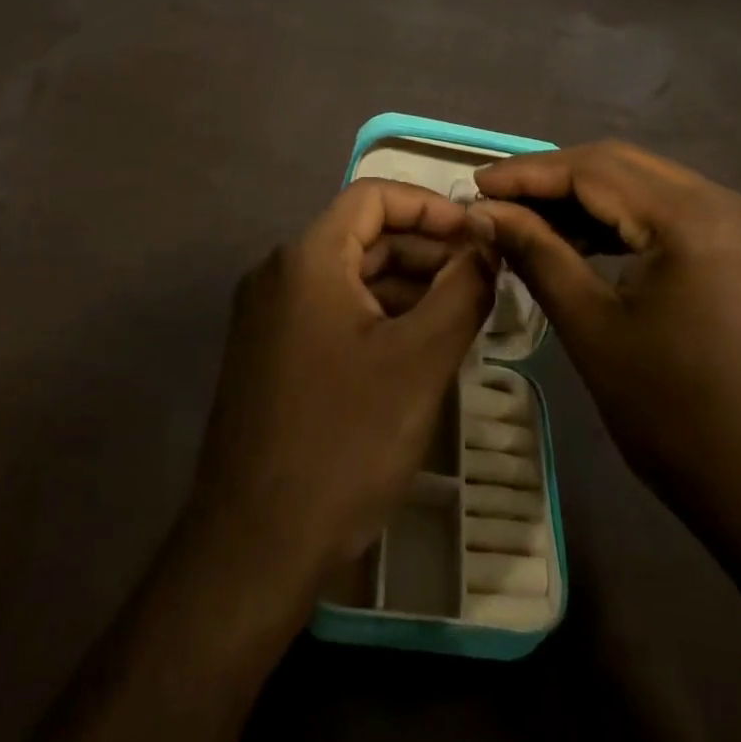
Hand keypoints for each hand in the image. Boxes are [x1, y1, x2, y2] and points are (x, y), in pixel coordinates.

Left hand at [191, 179, 494, 586]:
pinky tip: (418, 346)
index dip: (430, 206)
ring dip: (407, 285)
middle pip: (363, 236)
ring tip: (462, 313)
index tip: (477, 234)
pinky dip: (378, 315)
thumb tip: (487, 247)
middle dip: (426, 249)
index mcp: (308, 259)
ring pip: (350, 277)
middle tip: (482, 278)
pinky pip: (332, 311)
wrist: (253, 545)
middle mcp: (280, 273)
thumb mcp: (419, 361)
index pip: (374, 196)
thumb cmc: (343, 441)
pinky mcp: (270, 353)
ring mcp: (269, 315)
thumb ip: (462, 293)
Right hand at [469, 142, 740, 635]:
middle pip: (619, 165)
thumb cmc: (676, 418)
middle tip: (495, 198)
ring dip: (584, 196)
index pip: (593, 170)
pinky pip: (668, 210)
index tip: (475, 185)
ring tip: (526, 218)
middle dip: (552, 178)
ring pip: (643, 183)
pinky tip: (579, 237)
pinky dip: (620, 217)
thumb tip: (483, 211)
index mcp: (692, 218)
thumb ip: (536, 253)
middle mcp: (725, 201)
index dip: (527, 173)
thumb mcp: (592, 329)